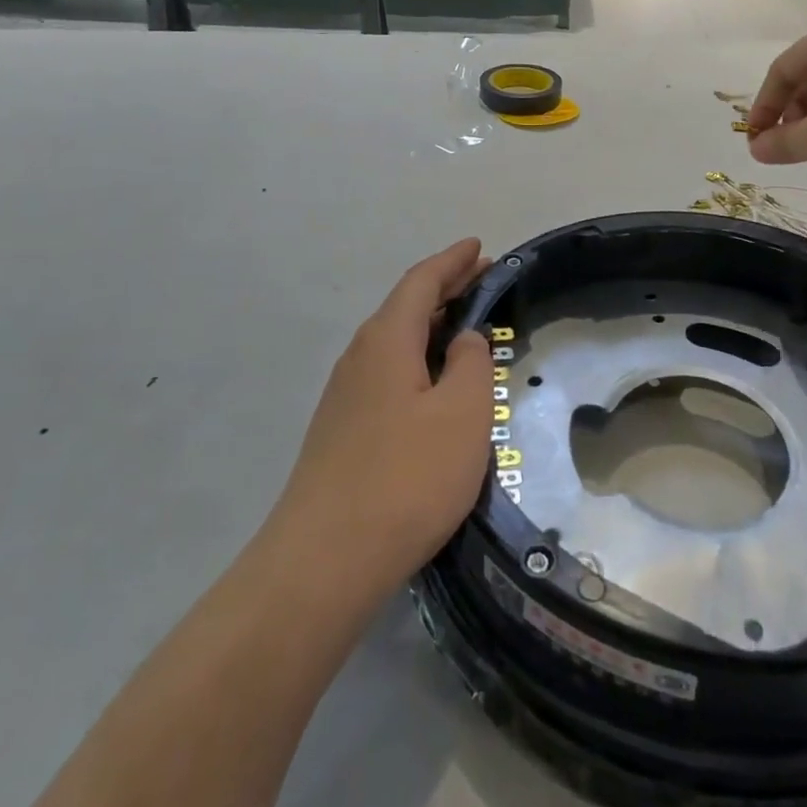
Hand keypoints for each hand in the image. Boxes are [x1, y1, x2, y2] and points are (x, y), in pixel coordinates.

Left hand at [273, 239, 493, 602]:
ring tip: (464, 326)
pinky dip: (417, 359)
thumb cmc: (408, 477)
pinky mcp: (342, 430)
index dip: (452, 261)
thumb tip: (464, 339)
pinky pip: (387, 372)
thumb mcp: (463, 413)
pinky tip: (432, 383)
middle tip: (481, 279)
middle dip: (445, 289)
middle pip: (405, 307)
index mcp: (387, 340)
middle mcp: (359, 357)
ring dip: (431, 325)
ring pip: (394, 341)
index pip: (421, 282)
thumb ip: (472, 364)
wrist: (325, 560)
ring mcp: (345, 395)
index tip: (478, 246)